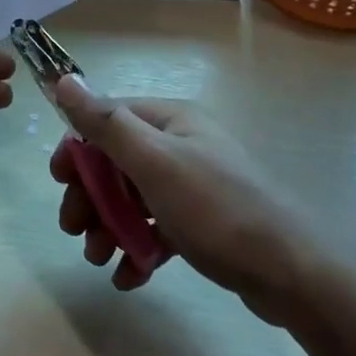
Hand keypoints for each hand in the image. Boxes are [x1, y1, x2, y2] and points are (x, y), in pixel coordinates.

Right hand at [50, 76, 321, 321]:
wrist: (296, 274)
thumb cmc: (217, 208)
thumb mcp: (155, 162)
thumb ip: (106, 123)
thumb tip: (64, 79)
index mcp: (171, 121)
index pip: (109, 120)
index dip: (78, 148)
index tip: (59, 181)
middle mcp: (182, 146)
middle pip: (117, 163)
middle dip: (91, 196)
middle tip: (73, 230)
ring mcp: (194, 186)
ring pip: (134, 199)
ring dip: (109, 226)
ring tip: (97, 258)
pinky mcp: (204, 225)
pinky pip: (157, 229)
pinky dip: (138, 248)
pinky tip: (128, 276)